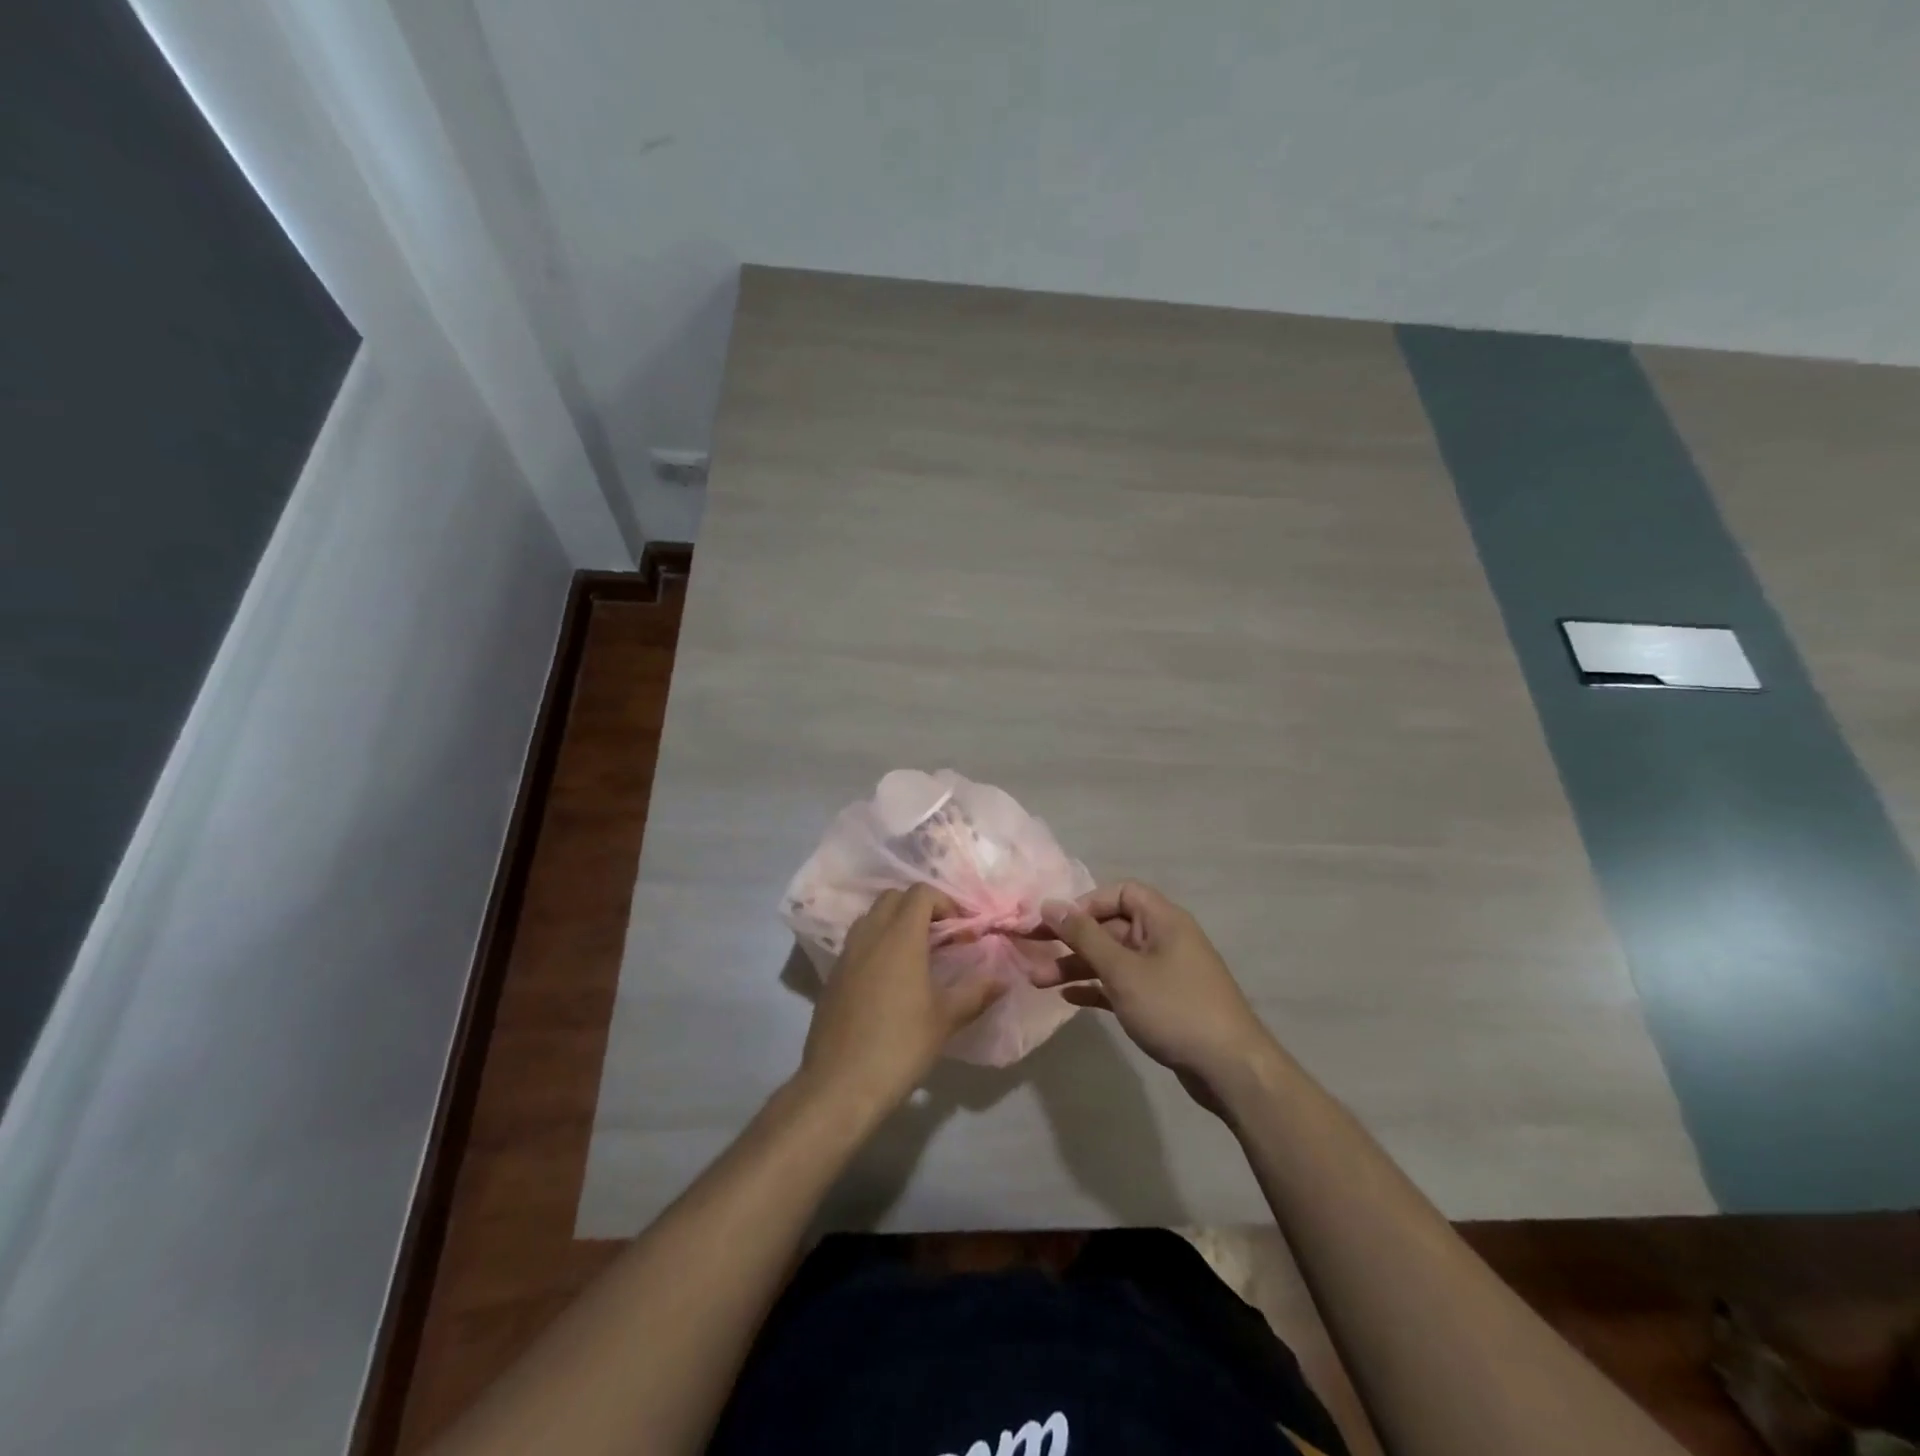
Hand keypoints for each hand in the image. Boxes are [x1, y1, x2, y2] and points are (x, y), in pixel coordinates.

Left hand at [794, 885, 1006, 1120]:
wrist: (840, 1084)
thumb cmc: (900, 1046)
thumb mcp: (946, 1019)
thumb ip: (976, 992)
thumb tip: (1003, 978)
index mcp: (899, 937)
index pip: (921, 893)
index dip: (945, 903)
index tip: (962, 930)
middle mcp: (870, 935)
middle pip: (893, 897)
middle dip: (920, 907)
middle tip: (942, 937)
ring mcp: (846, 954)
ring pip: (872, 917)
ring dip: (896, 923)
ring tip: (917, 955)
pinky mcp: (833, 975)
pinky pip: (858, 942)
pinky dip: (877, 944)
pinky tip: (891, 979)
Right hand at [1041, 882, 1276, 1112]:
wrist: (1230, 1069)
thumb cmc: (1174, 1007)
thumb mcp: (1123, 970)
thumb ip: (1084, 936)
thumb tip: (1051, 904)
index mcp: (1163, 920)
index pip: (1121, 893)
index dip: (1087, 903)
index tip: (1058, 923)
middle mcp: (1164, 939)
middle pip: (1111, 927)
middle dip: (1072, 939)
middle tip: (1031, 949)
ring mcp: (1164, 972)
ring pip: (1113, 959)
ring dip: (1077, 966)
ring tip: (1038, 982)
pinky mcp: (1162, 1002)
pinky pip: (1122, 985)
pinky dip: (1096, 988)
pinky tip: (1067, 998)